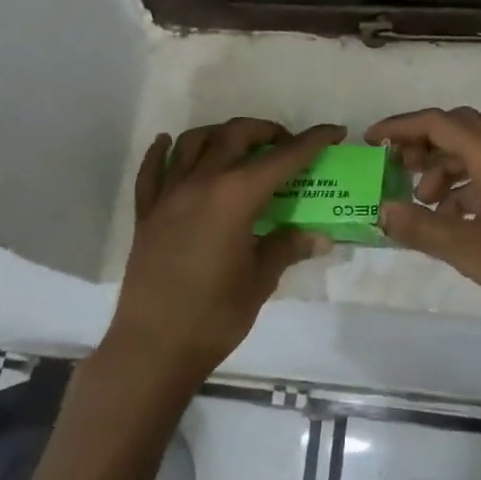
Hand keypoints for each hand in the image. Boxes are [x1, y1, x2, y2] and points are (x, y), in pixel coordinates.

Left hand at [109, 118, 345, 383]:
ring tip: (238, 146)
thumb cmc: (215, 316)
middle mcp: (201, 182)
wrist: (153, 348)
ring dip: (220, 134)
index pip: (283, 158)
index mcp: (236, 197)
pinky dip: (163, 151)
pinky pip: (153, 169)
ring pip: (193, 141)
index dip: (312, 142)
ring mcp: (169, 195)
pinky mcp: (147, 213)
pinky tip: (167, 144)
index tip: (334, 132)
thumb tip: (320, 236)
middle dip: (267, 131)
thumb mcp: (260, 280)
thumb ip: (287, 247)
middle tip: (286, 146)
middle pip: (236, 135)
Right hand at [365, 106, 480, 336]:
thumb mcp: (466, 248)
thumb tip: (382, 211)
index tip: (371, 141)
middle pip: (457, 129)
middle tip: (394, 166)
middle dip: (421, 143)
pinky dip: (461, 187)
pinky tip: (448, 219)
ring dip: (441, 168)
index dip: (400, 128)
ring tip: (419, 202)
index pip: (438, 123)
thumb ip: (419, 227)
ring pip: (472, 153)